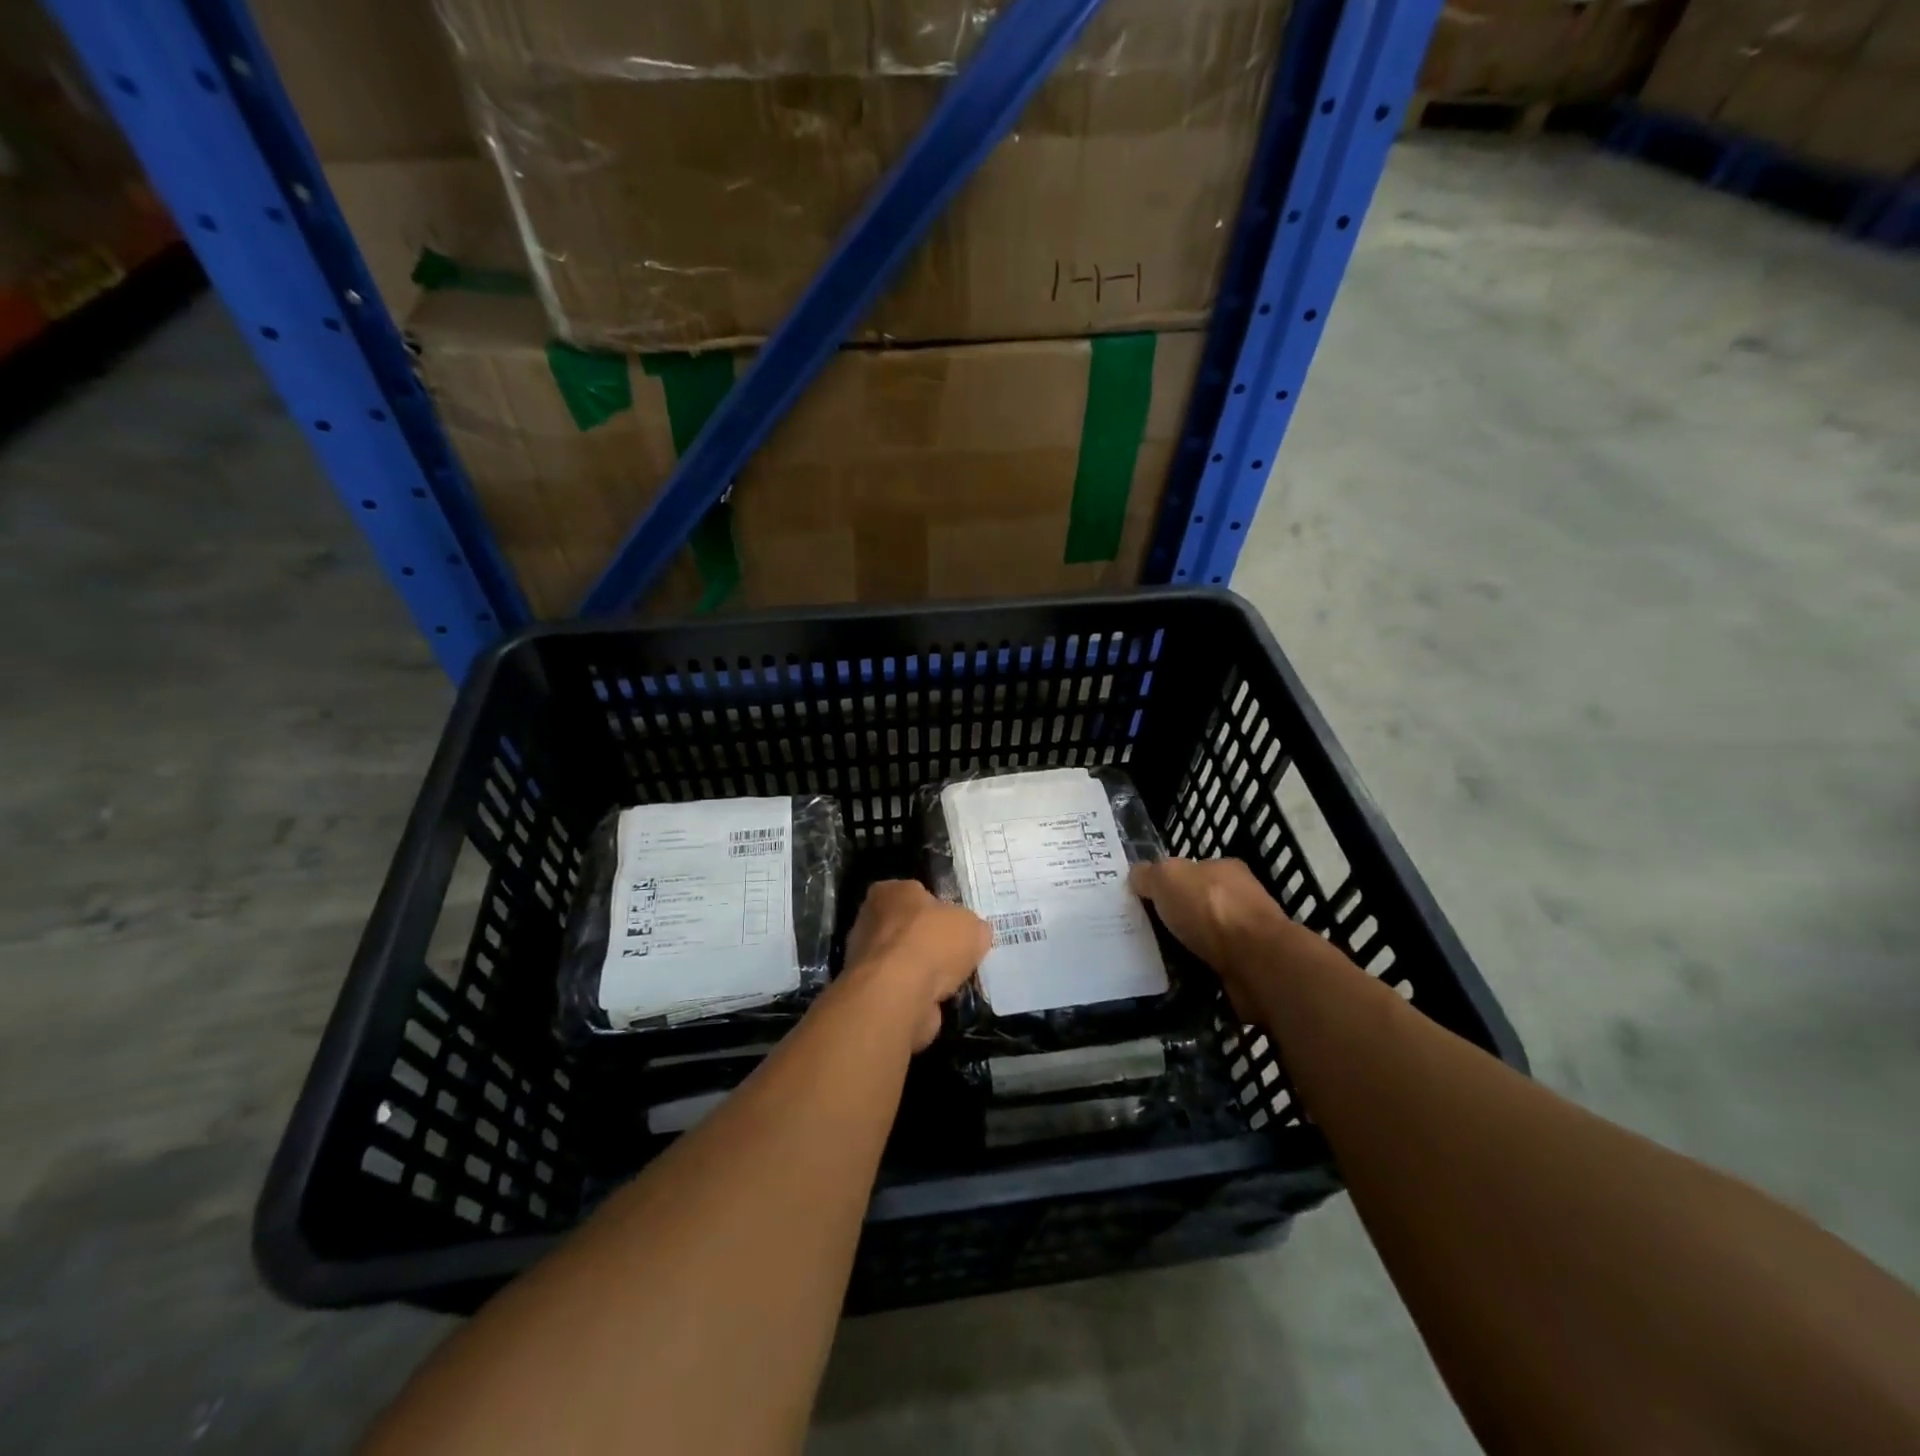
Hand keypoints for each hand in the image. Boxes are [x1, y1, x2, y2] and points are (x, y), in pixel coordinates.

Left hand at [842, 880, 991, 1049]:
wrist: (899, 994)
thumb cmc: (932, 942)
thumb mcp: (971, 925)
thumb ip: (970, 927)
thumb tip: (971, 936)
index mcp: (890, 891)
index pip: (916, 893)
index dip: (938, 909)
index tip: (956, 926)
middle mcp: (870, 919)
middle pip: (908, 928)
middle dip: (929, 942)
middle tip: (956, 955)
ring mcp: (865, 958)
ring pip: (903, 960)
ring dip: (923, 971)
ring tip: (952, 982)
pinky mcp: (869, 991)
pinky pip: (901, 988)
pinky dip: (918, 995)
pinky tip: (938, 1000)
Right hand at [1130, 857, 1315, 1018]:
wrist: (1256, 962)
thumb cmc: (1210, 909)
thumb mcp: (1167, 877)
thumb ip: (1149, 874)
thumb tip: (1138, 876)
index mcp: (1224, 868)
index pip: (1190, 870)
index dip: (1166, 883)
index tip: (1144, 900)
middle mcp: (1240, 897)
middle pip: (1198, 903)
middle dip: (1175, 916)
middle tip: (1144, 929)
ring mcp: (1248, 934)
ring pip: (1205, 936)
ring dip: (1186, 945)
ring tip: (1155, 956)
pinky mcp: (1249, 966)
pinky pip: (1213, 964)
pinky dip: (1197, 968)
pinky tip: (1178, 975)